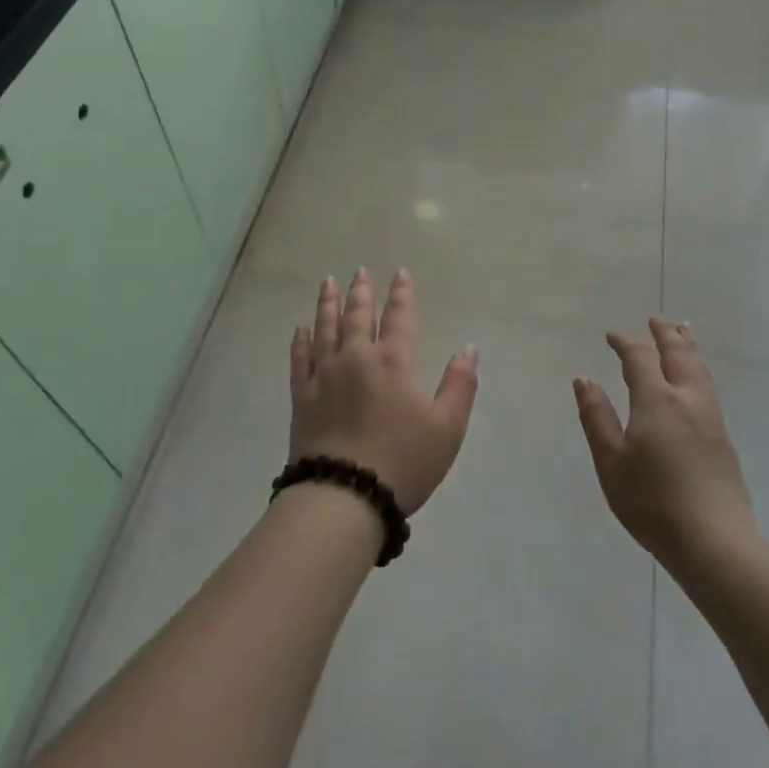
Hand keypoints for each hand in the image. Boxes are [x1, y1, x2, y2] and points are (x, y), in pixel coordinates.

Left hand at [289, 269, 479, 515]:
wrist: (344, 496)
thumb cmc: (402, 462)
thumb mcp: (446, 428)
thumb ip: (459, 385)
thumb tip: (468, 348)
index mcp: (393, 362)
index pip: (400, 317)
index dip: (402, 294)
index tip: (400, 273)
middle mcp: (356, 358)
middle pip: (358, 316)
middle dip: (361, 292)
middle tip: (359, 272)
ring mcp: (324, 376)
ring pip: (325, 329)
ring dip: (328, 304)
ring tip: (328, 283)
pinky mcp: (302, 397)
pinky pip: (300, 359)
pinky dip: (301, 341)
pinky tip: (301, 329)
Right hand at [574, 319, 755, 572]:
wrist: (715, 542)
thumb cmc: (652, 502)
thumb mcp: (611, 461)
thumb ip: (597, 417)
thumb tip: (584, 379)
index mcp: (657, 401)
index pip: (639, 359)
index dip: (625, 343)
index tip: (612, 336)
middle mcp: (687, 400)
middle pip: (678, 356)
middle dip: (665, 335)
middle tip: (656, 320)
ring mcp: (710, 419)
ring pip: (699, 370)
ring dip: (687, 347)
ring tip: (682, 333)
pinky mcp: (723, 440)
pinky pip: (708, 387)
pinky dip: (698, 369)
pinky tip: (695, 379)